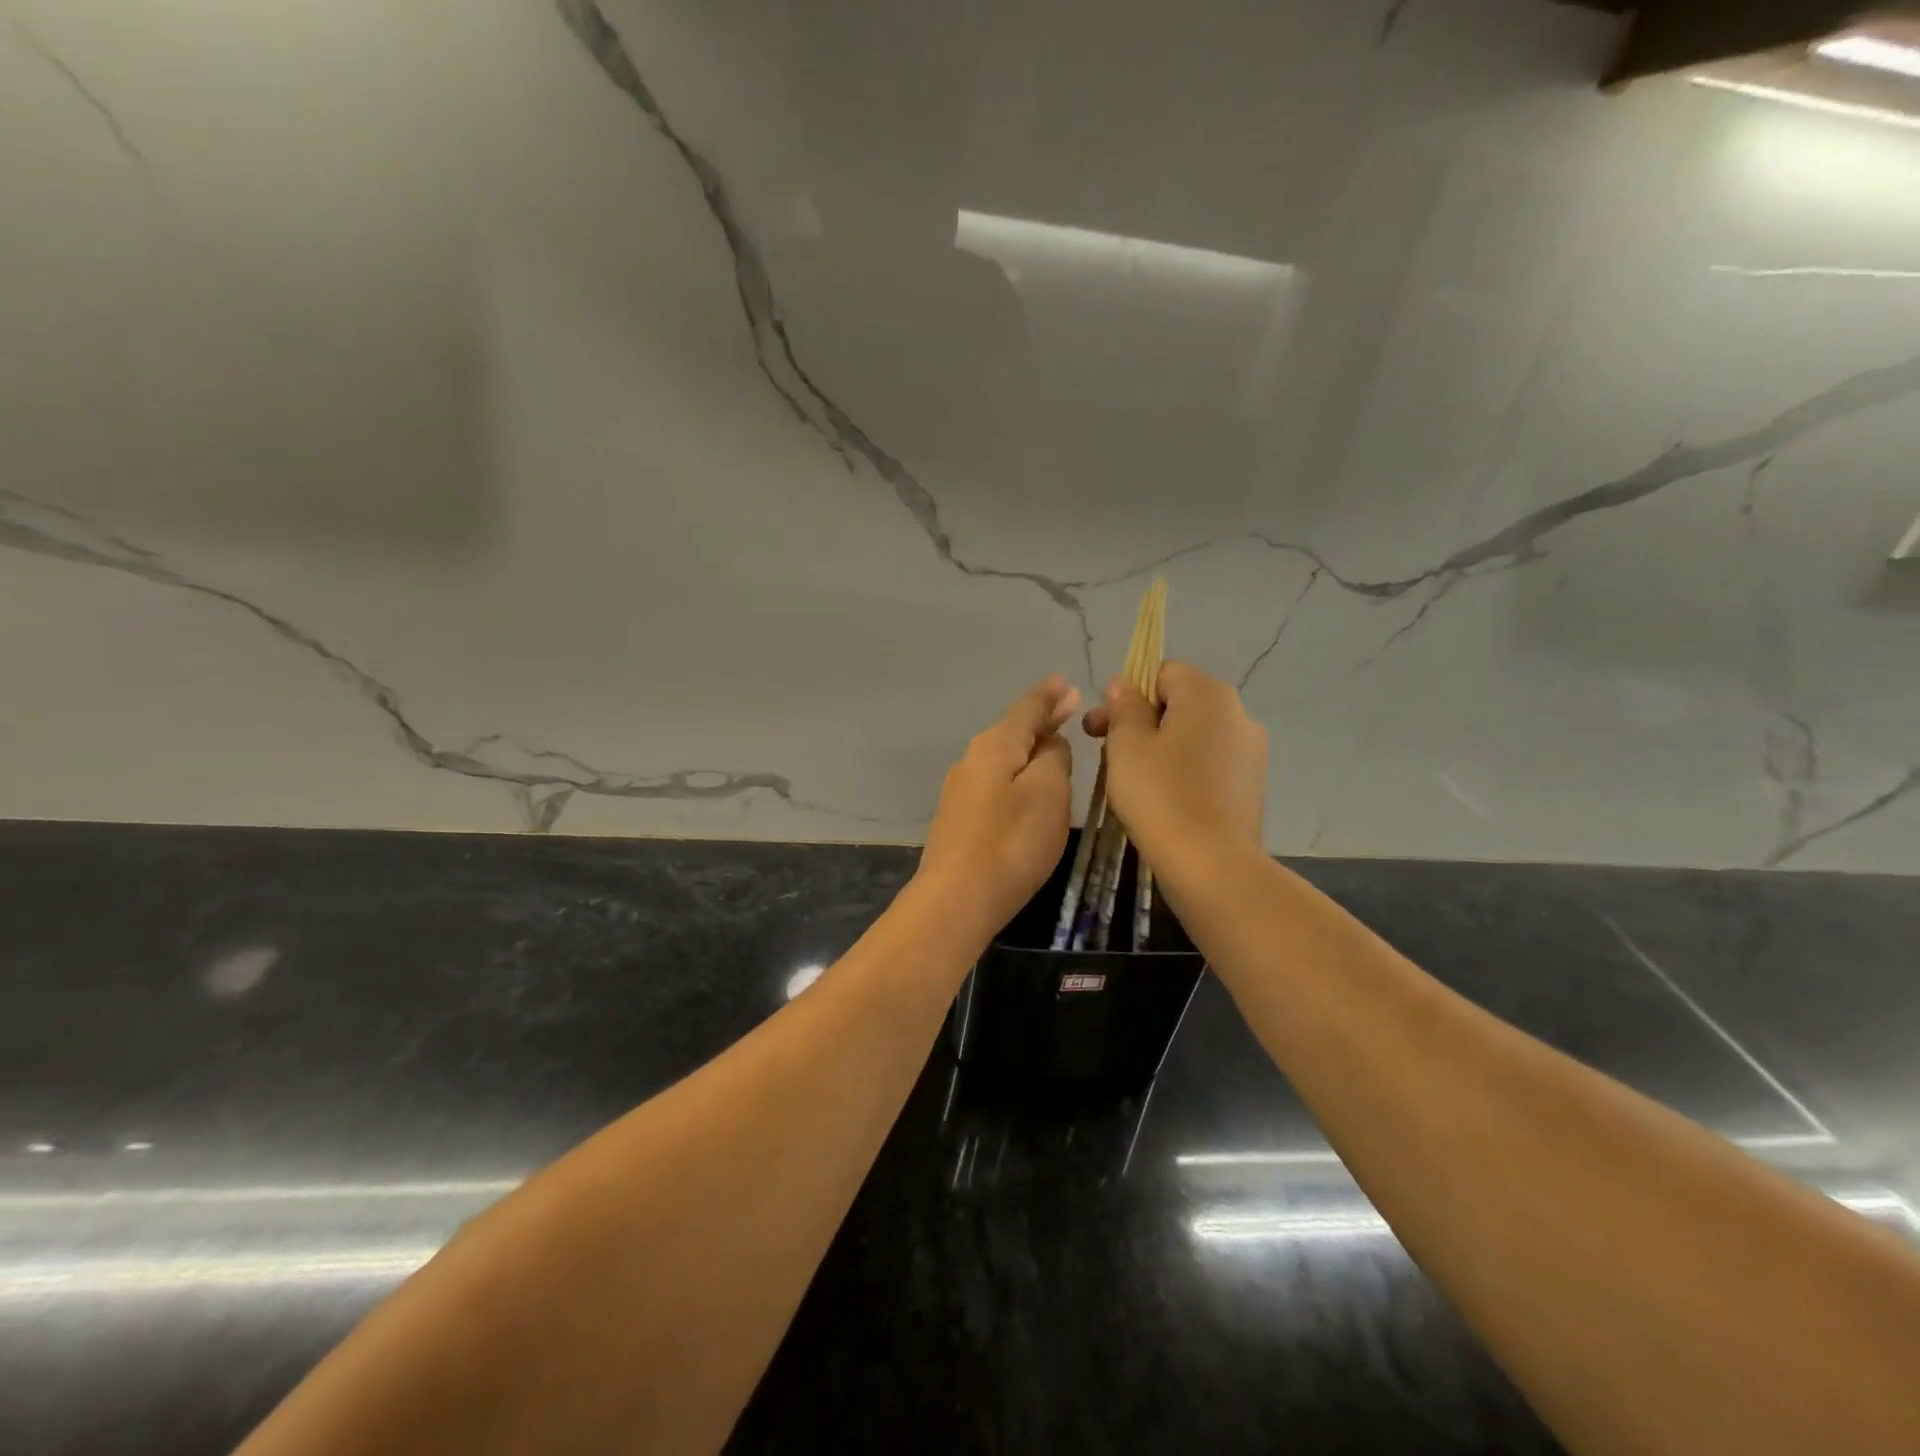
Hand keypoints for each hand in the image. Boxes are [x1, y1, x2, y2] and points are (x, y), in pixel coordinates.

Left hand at [917, 676, 1079, 938]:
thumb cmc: (1012, 841)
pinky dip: (1016, 773)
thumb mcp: (1048, 791)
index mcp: (996, 744)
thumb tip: (1049, 742)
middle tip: (1067, 710)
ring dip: (1028, 748)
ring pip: (1003, 756)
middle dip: (1040, 719)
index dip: (1050, 696)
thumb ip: (1054, 756)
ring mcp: (961, 789)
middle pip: (1012, 730)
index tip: (1067, 685)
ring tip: (1052, 744)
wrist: (956, 898)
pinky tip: (1026, 784)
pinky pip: (995, 781)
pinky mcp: (959, 817)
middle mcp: (973, 758)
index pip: (1028, 708)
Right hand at [1083, 661, 1266, 866]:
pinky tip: (1162, 798)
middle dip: (1140, 721)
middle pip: (1179, 702)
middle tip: (1103, 751)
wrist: (1212, 865)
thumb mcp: (1127, 745)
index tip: (1101, 726)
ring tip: (1130, 778)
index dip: (1127, 694)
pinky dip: (1182, 769)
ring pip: (1193, 734)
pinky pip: (1208, 762)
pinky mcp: (1250, 784)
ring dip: (1159, 745)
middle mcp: (1238, 713)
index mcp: (1208, 695)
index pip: (1162, 672)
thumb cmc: (1160, 795)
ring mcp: (1250, 751)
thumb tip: (1124, 684)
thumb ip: (1125, 707)